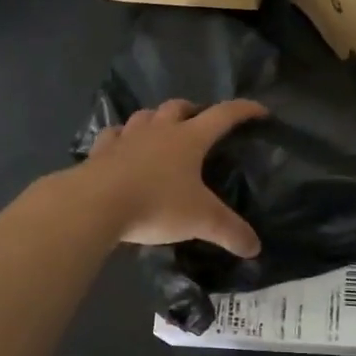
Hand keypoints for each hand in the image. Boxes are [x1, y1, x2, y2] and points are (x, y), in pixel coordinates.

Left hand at [82, 99, 269, 257]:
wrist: (95, 204)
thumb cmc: (156, 204)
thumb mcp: (201, 220)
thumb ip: (230, 232)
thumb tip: (255, 248)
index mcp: (189, 139)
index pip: (224, 115)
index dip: (244, 110)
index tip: (260, 111)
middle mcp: (159, 130)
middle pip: (179, 107)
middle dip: (193, 110)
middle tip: (200, 123)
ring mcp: (127, 138)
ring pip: (145, 116)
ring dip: (156, 119)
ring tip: (161, 132)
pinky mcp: (100, 151)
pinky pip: (114, 135)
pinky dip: (122, 138)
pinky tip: (122, 147)